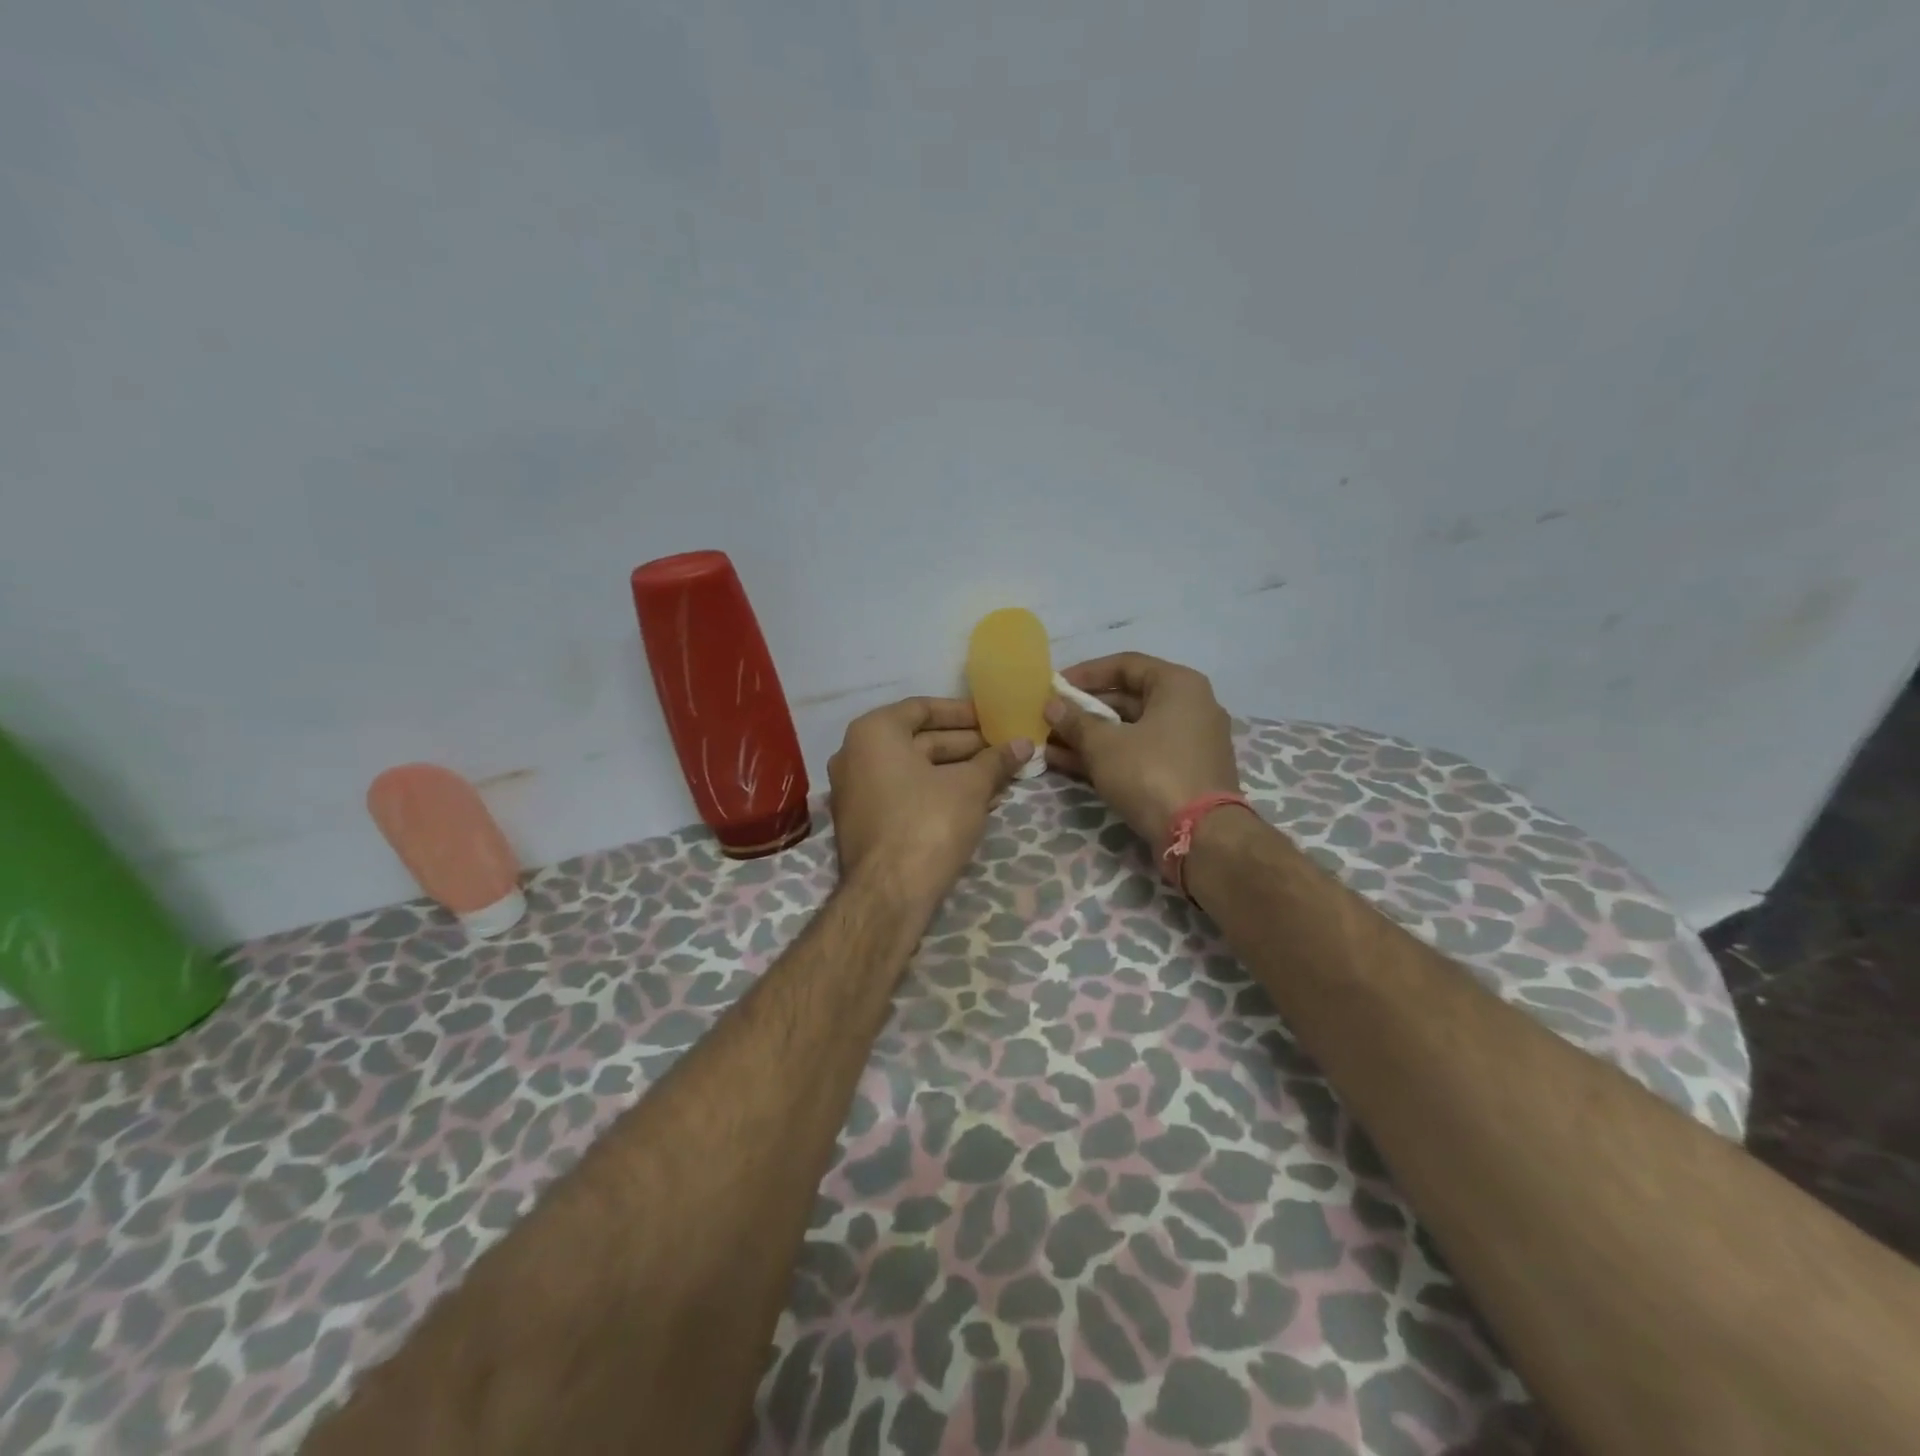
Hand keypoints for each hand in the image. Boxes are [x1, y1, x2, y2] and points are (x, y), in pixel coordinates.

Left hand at [828, 697, 1031, 899]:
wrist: (889, 894)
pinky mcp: (866, 822)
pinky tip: (980, 803)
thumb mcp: (970, 786)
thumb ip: (996, 760)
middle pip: (920, 740)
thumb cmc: (928, 822)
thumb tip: (1024, 743)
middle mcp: (856, 755)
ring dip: (959, 773)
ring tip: (1002, 778)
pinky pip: (907, 795)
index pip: (922, 708)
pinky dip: (940, 794)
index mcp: (874, 733)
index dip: (962, 713)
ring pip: (917, 771)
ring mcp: (857, 791)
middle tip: (1004, 750)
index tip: (993, 718)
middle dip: (967, 747)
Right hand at [1044, 653, 1239, 846]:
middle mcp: (1189, 707)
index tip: (1054, 686)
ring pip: (1129, 731)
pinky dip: (1107, 757)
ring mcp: (1187, 743)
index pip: (1125, 665)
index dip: (1086, 673)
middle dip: (1083, 711)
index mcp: (1178, 685)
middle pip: (1127, 699)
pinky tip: (1066, 763)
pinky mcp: (1182, 774)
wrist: (1201, 836)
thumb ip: (1076, 721)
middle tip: (1048, 718)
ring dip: (1089, 737)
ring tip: (1048, 744)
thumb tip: (1052, 705)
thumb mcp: (1105, 745)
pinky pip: (1138, 755)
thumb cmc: (1152, 773)